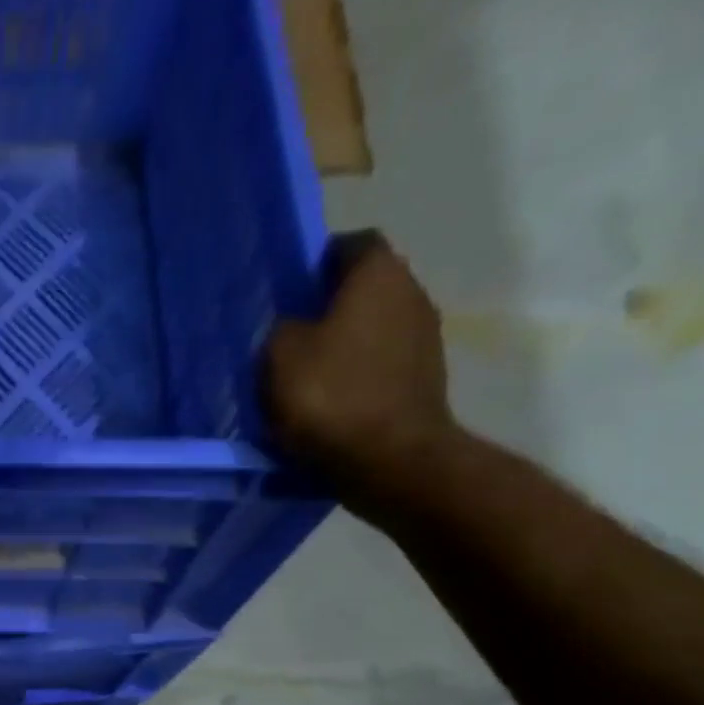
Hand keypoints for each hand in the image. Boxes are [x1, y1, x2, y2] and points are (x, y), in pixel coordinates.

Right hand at [265, 233, 456, 523]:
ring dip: (342, 346)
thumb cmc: (330, 397)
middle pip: (364, 288)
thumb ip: (280, 329)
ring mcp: (425, 338)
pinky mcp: (424, 379)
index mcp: (378, 274)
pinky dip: (355, 377)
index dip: (317, 262)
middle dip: (328, 307)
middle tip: (287, 337)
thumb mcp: (279, 357)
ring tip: (304, 377)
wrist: (389, 459)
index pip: (350, 244)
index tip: (288, 290)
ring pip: (372, 329)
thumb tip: (291, 326)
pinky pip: (380, 366)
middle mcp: (411, 293)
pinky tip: (328, 404)